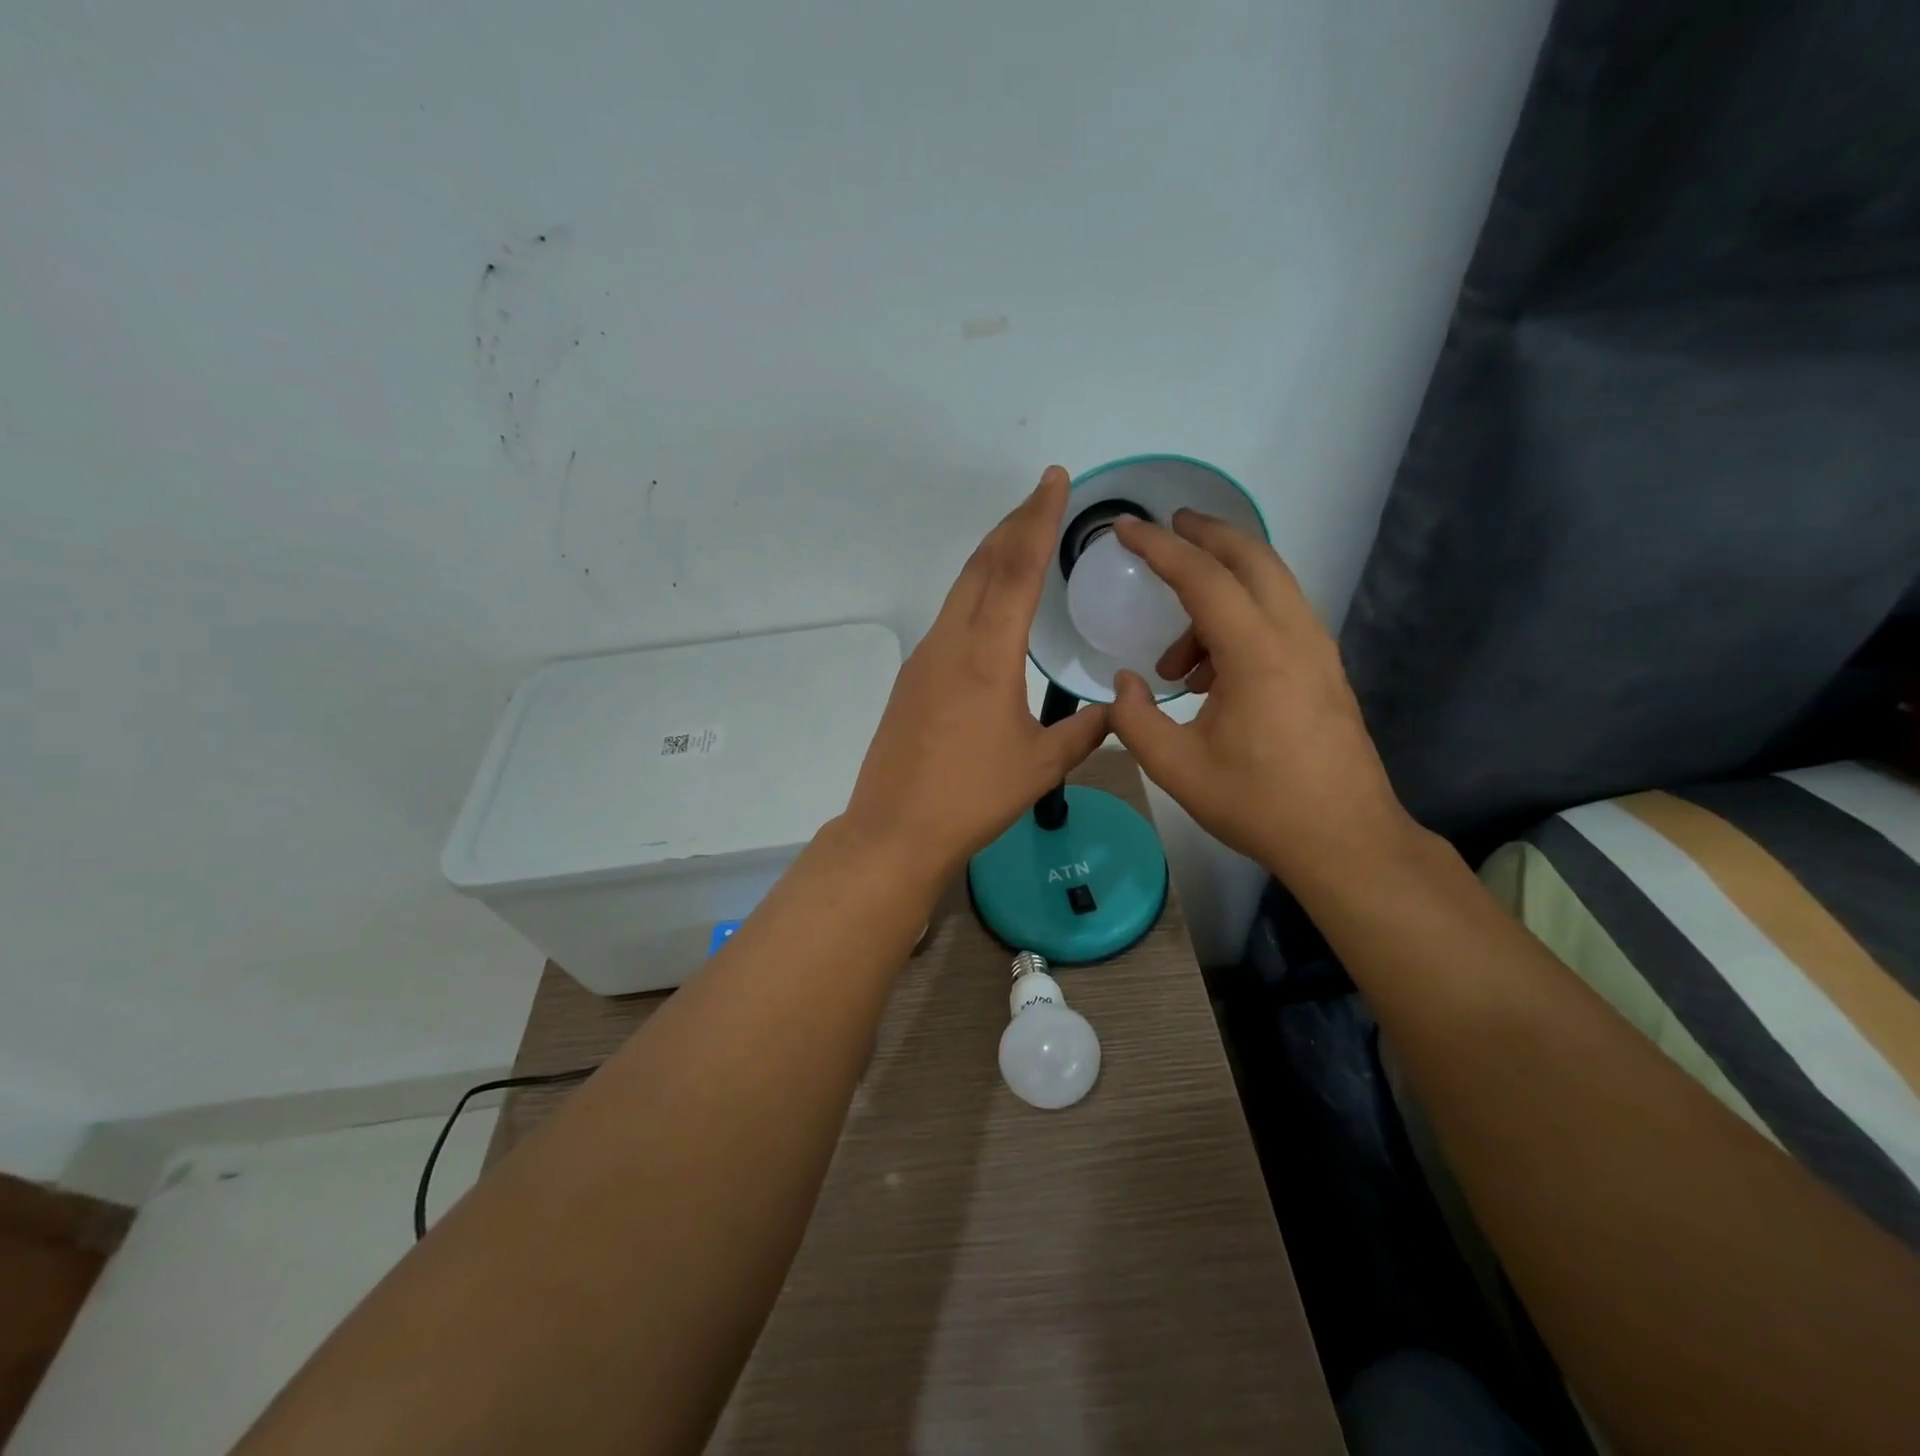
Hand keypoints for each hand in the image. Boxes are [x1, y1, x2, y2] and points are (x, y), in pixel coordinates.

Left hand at [842, 466, 1110, 887]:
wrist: (896, 828)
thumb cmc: (973, 797)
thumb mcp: (1041, 766)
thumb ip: (1084, 732)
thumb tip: (1114, 710)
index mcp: (987, 654)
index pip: (1016, 569)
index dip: (1038, 519)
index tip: (1053, 479)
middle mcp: (951, 642)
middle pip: (983, 564)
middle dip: (1014, 523)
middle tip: (1042, 494)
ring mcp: (925, 657)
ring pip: (962, 588)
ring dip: (992, 555)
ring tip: (1021, 536)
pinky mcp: (912, 677)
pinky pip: (950, 616)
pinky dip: (976, 591)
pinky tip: (991, 604)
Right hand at [1106, 510, 1409, 882]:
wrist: (1346, 840)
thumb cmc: (1258, 804)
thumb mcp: (1176, 768)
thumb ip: (1134, 719)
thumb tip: (1125, 683)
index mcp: (1257, 654)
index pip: (1203, 578)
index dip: (1160, 548)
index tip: (1125, 528)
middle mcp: (1295, 636)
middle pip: (1252, 558)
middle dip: (1206, 534)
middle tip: (1167, 528)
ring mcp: (1318, 650)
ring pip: (1269, 587)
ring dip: (1220, 593)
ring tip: (1175, 661)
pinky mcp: (1325, 669)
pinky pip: (1279, 618)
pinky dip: (1240, 620)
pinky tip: (1212, 676)